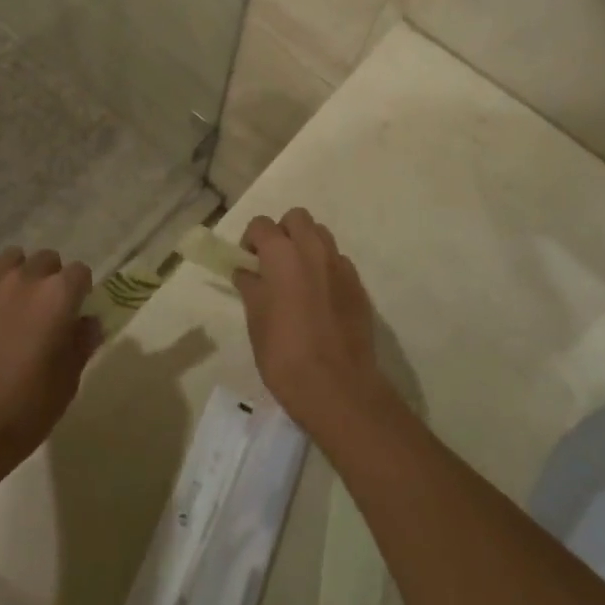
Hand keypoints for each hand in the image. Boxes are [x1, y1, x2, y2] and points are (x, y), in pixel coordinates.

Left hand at [0, 248, 101, 503]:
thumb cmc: (24, 410)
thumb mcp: (67, 383)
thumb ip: (81, 344)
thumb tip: (87, 323)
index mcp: (58, 296)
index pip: (80, 272)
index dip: (81, 292)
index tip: (75, 314)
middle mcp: (24, 281)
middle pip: (46, 260)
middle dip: (51, 279)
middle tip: (46, 312)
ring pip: (10, 260)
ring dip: (18, 276)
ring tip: (15, 306)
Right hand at [232, 209, 393, 439]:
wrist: (337, 386)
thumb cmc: (284, 354)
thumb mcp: (256, 320)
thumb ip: (251, 287)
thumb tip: (246, 272)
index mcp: (283, 254)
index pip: (262, 225)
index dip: (251, 240)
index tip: (247, 262)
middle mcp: (314, 249)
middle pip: (297, 218)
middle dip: (282, 232)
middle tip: (272, 264)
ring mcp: (341, 265)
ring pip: (321, 235)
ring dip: (306, 246)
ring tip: (297, 279)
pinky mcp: (358, 285)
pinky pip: (338, 262)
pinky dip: (325, 269)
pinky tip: (319, 299)